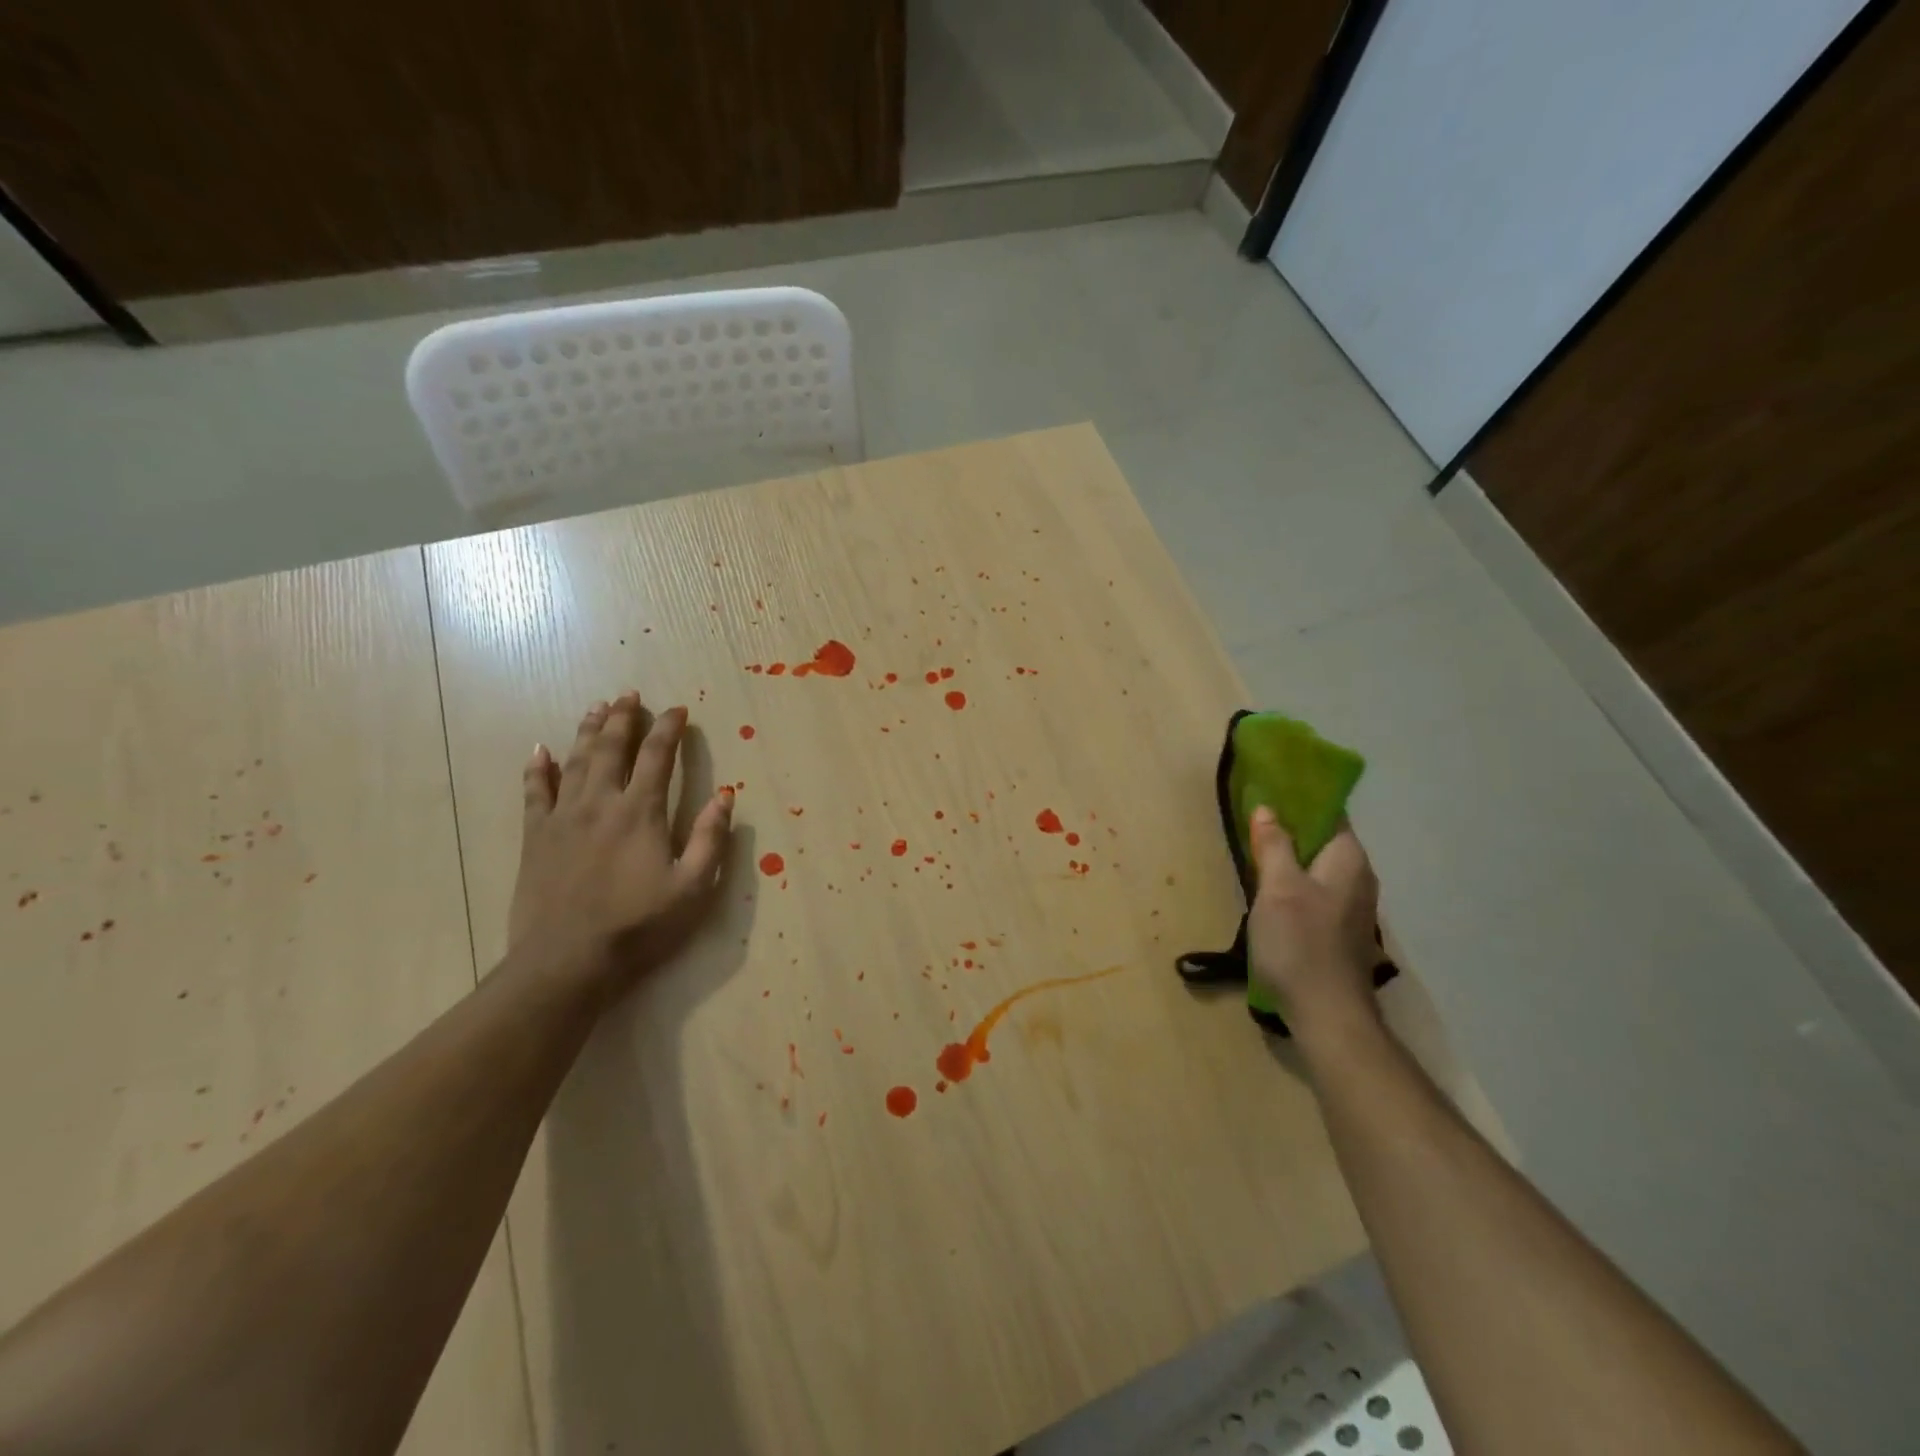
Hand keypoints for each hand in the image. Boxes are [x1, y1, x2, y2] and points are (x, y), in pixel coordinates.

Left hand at [509, 691, 732, 994]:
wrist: (566, 961)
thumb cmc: (638, 925)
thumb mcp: (692, 887)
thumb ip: (709, 838)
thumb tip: (725, 796)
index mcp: (640, 812)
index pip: (658, 757)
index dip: (668, 729)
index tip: (677, 710)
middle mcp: (600, 802)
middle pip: (612, 748)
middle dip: (624, 717)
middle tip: (630, 694)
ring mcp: (563, 817)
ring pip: (576, 760)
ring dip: (588, 731)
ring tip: (597, 707)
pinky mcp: (536, 837)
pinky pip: (535, 792)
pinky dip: (538, 769)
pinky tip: (540, 751)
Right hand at [1246, 807, 1380, 1039]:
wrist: (1327, 1013)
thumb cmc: (1300, 942)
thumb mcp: (1277, 887)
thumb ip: (1274, 845)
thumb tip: (1269, 809)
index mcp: (1349, 859)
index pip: (1330, 812)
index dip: (1300, 798)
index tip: (1268, 789)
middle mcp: (1359, 877)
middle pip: (1325, 839)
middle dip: (1292, 827)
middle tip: (1253, 819)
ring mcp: (1353, 906)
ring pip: (1320, 867)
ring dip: (1292, 856)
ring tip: (1255, 850)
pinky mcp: (1342, 930)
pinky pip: (1317, 890)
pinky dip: (1296, 881)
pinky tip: (1271, 890)